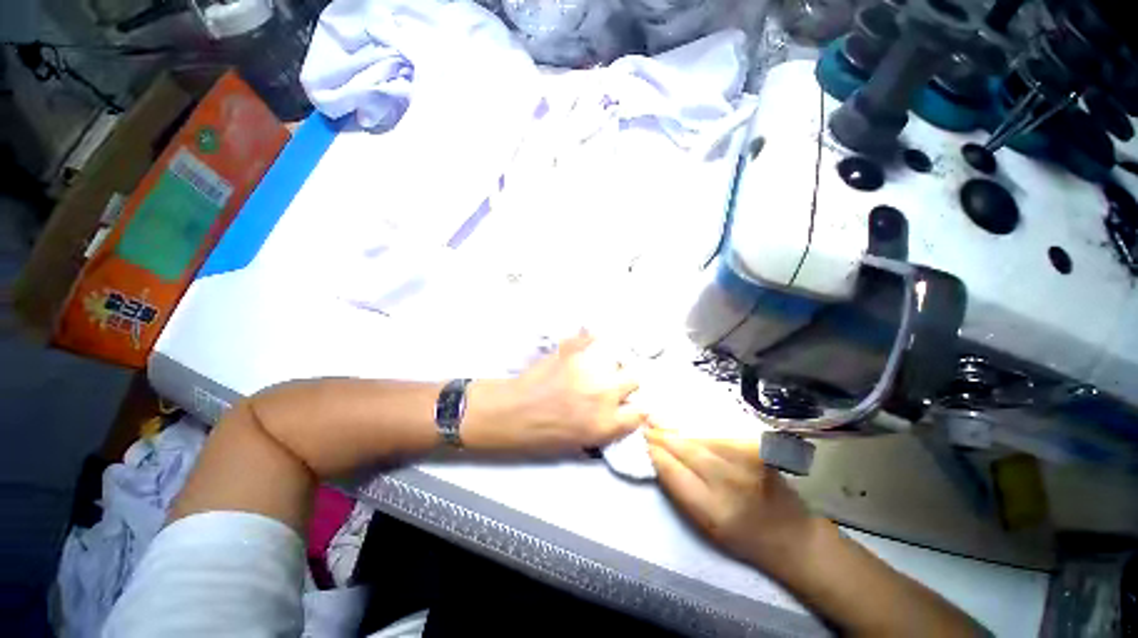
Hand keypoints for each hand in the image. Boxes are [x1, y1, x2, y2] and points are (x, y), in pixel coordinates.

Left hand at [464, 332, 645, 453]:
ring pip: (616, 359)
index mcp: (606, 423)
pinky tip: (584, 346)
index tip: (627, 403)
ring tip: (594, 365)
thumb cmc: (541, 434)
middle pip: (633, 379)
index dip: (634, 407)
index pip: (640, 411)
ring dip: (609, 363)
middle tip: (609, 382)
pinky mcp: (574, 352)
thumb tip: (618, 411)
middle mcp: (605, 394)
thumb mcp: (580, 443)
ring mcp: (590, 369)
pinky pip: (592, 339)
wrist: (513, 411)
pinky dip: (590, 341)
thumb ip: (605, 426)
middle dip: (624, 382)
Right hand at [645, 427, 818, 569]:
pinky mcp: (756, 449)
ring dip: (677, 428)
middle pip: (685, 449)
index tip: (643, 441)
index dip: (655, 453)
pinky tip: (686, 423)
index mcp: (711, 510)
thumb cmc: (741, 536)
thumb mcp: (704, 525)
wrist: (790, 534)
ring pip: (700, 437)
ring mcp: (745, 463)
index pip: (672, 471)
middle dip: (662, 435)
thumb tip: (657, 458)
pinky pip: (717, 433)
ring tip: (660, 420)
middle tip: (646, 424)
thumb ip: (679, 490)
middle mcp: (728, 483)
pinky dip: (698, 427)